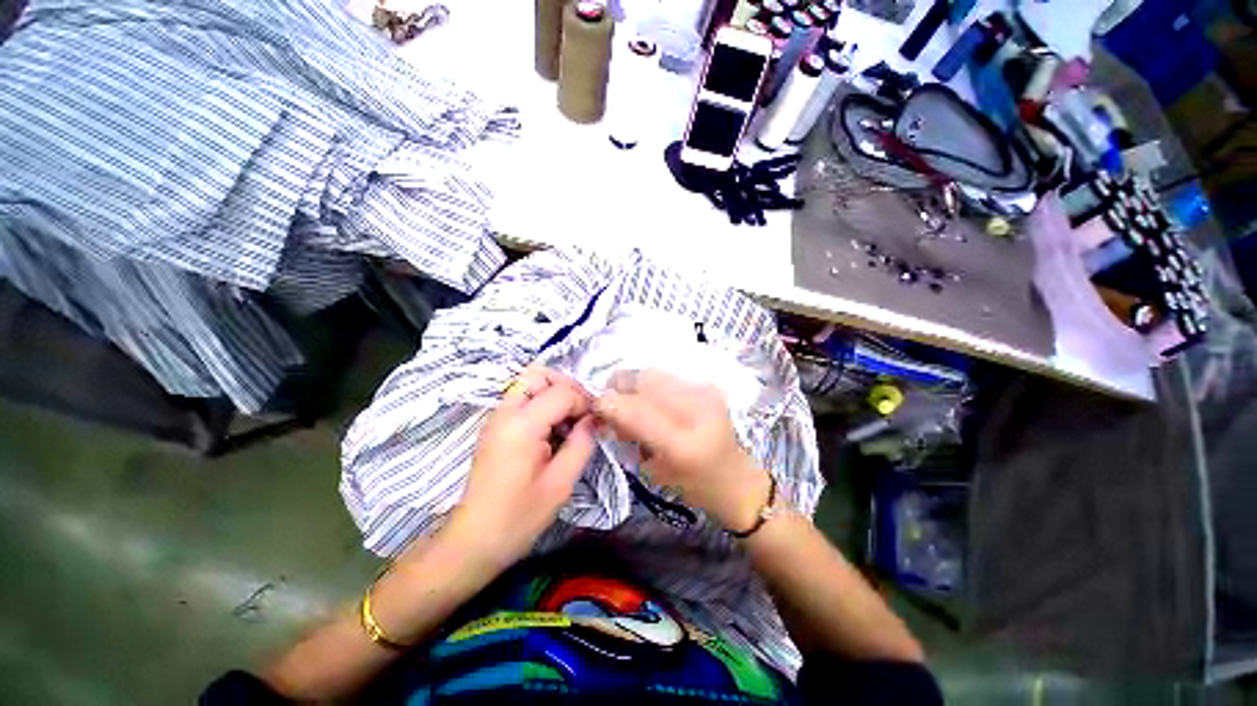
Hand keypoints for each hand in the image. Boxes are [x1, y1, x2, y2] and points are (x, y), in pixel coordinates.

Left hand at [447, 366, 596, 568]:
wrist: (474, 541)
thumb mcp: (561, 483)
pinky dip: (542, 404)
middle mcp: (505, 412)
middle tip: (581, 412)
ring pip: (529, 383)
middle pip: (539, 373)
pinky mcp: (495, 427)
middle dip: (567, 386)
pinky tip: (553, 431)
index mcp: (522, 425)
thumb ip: (582, 443)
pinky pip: (522, 399)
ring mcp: (496, 418)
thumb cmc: (519, 517)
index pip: (562, 392)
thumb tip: (594, 418)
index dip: (585, 401)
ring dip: (554, 393)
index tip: (596, 421)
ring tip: (569, 422)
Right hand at [593, 369, 770, 531]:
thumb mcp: (653, 469)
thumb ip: (629, 434)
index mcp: (683, 445)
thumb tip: (607, 406)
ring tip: (632, 400)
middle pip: (646, 380)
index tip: (595, 404)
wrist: (735, 479)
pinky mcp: (709, 386)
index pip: (637, 412)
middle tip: (611, 399)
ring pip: (655, 373)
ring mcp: (707, 394)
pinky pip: (668, 376)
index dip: (611, 403)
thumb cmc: (692, 486)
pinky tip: (652, 399)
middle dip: (621, 385)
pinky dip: (652, 385)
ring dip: (635, 383)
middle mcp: (698, 411)